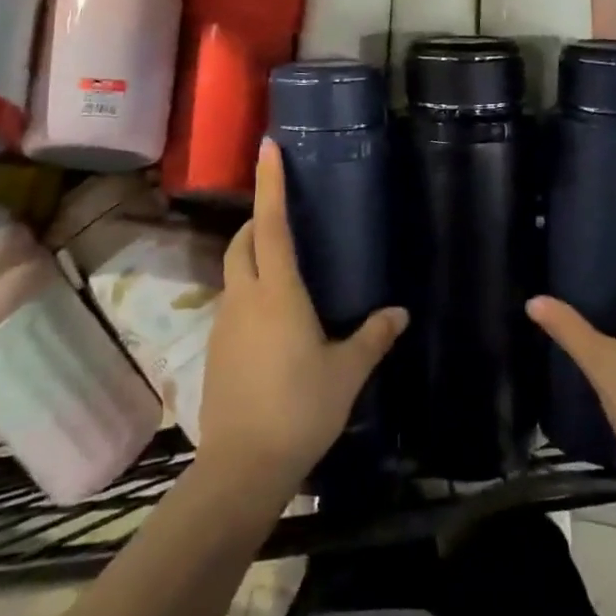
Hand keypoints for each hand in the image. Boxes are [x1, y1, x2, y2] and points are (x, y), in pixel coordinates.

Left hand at [193, 140, 407, 501]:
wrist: (242, 467)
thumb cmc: (301, 408)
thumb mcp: (347, 372)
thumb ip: (373, 337)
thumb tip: (400, 312)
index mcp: (278, 292)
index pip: (271, 224)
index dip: (269, 183)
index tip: (267, 148)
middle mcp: (245, 297)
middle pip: (242, 242)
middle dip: (257, 220)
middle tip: (283, 216)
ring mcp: (224, 323)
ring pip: (234, 272)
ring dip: (252, 257)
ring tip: (283, 268)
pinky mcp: (215, 349)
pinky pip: (232, 303)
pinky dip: (249, 292)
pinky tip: (273, 320)